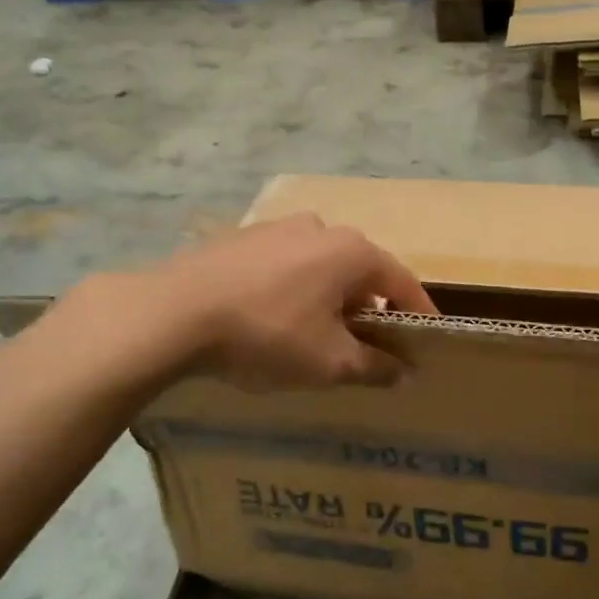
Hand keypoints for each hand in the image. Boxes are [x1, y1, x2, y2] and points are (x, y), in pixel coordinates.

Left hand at [156, 213, 437, 389]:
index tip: (426, 341)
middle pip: (360, 272)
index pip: (402, 282)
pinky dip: (292, 289)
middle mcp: (320, 228)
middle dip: (368, 309)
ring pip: (319, 267)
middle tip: (365, 346)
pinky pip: (283, 265)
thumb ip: (375, 366)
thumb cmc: (268, 334)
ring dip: (328, 298)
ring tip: (314, 335)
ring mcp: (276, 228)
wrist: (172, 313)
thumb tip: (404, 371)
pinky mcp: (240, 238)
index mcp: (351, 252)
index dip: (418, 314)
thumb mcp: (329, 363)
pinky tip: (271, 318)